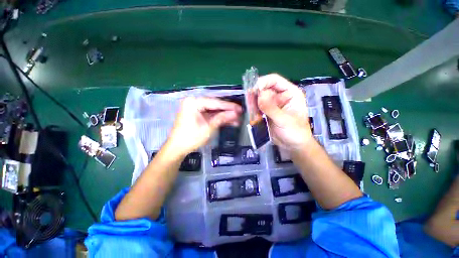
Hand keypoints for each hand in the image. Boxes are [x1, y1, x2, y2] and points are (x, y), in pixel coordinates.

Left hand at [166, 97, 242, 155]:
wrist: (177, 148)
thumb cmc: (191, 138)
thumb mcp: (209, 128)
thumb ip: (222, 118)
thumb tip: (236, 113)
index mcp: (194, 102)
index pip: (215, 102)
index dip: (229, 106)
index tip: (240, 108)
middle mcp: (194, 102)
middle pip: (215, 105)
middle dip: (227, 111)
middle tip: (240, 113)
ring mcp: (195, 108)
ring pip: (213, 110)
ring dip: (224, 115)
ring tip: (237, 119)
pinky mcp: (197, 114)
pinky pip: (209, 114)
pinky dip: (218, 118)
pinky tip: (228, 121)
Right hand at [256, 74, 312, 150]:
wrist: (292, 145)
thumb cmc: (295, 132)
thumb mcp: (284, 120)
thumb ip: (271, 108)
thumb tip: (259, 95)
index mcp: (290, 93)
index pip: (274, 80)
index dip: (263, 82)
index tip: (252, 90)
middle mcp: (280, 96)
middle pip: (264, 89)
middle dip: (255, 95)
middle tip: (248, 102)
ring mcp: (273, 104)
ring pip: (259, 98)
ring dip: (253, 103)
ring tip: (250, 110)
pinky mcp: (267, 111)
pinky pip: (257, 107)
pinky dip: (253, 109)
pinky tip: (252, 114)